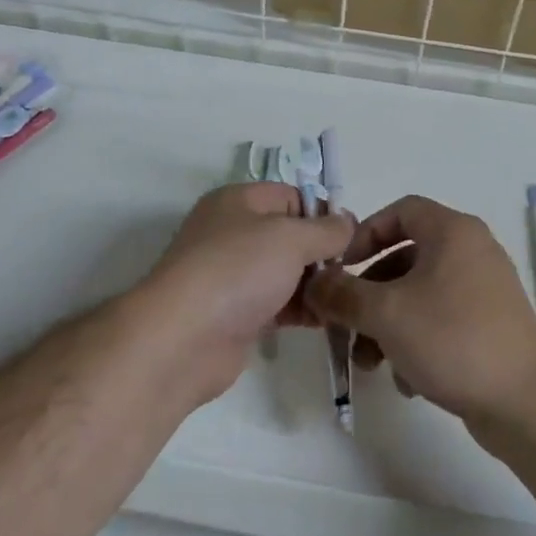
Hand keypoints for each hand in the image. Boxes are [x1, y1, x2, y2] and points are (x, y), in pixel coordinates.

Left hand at [137, 183, 352, 403]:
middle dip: (322, 253)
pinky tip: (330, 320)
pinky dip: (302, 310)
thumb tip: (348, 221)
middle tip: (353, 272)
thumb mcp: (290, 237)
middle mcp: (233, 233)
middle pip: (290, 235)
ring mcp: (232, 276)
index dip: (322, 213)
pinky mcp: (236, 314)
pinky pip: (278, 304)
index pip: (291, 196)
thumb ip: (326, 229)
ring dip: (315, 284)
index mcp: (238, 202)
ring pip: (285, 272)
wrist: (183, 339)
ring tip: (346, 299)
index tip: (352, 238)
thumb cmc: (237, 271)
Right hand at [303, 195, 535, 425]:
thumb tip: (314, 284)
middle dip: (369, 293)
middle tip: (346, 321)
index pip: (400, 210)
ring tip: (368, 361)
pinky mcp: (490, 325)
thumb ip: (343, 294)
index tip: (342, 266)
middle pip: (405, 258)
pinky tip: (406, 379)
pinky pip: (441, 319)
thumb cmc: (452, 339)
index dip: (365, 233)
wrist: (526, 403)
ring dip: (387, 324)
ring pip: (420, 294)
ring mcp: (485, 289)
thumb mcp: (385, 314)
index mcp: (452, 232)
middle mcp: (472, 251)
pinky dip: (416, 340)